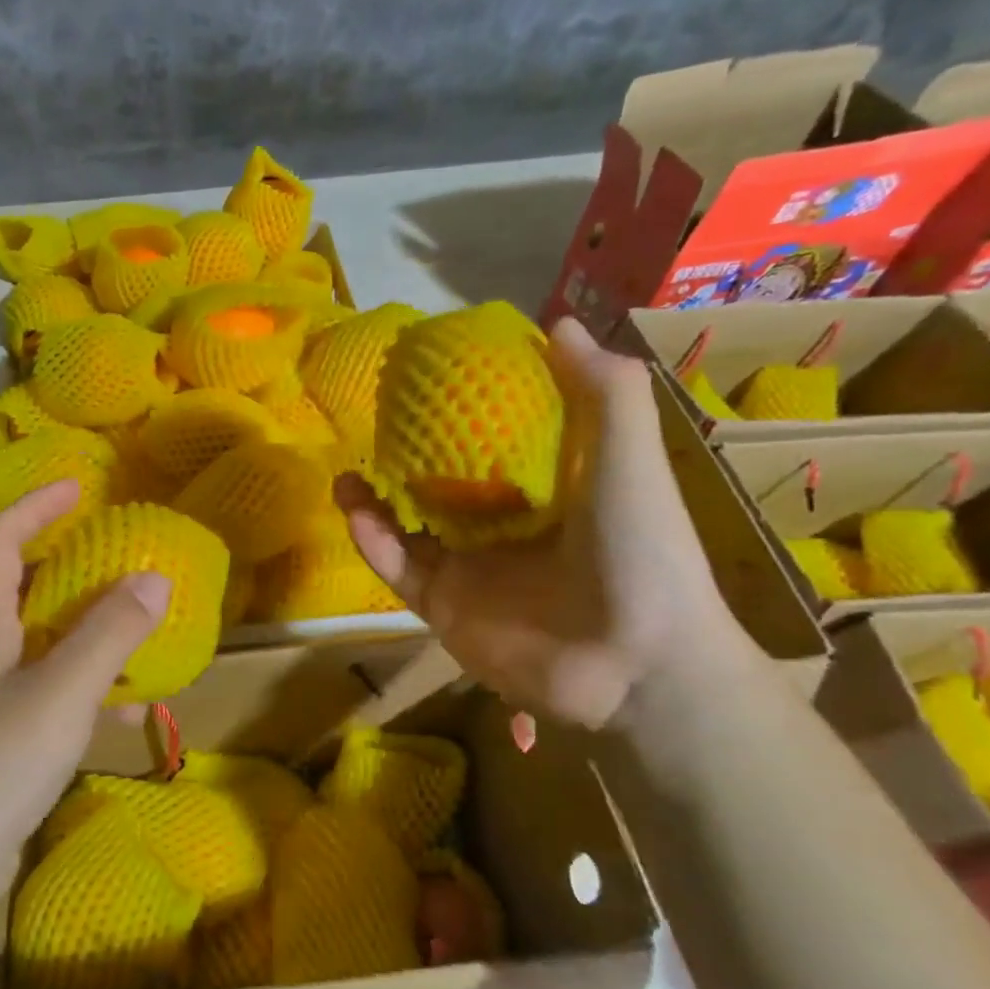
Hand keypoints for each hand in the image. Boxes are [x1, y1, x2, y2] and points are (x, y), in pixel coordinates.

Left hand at [0, 481, 170, 914]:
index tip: (77, 488)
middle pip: (19, 592)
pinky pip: (53, 699)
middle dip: (66, 566)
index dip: (32, 508)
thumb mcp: (61, 691)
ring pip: (43, 648)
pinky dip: (89, 693)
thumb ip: (109, 635)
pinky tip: (125, 715)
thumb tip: (155, 577)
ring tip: (136, 630)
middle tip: (116, 556)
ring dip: (86, 633)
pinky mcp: (2, 747)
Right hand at [338, 317, 740, 729]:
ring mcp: (471, 571)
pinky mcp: (444, 607)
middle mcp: (505, 529)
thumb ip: (603, 393)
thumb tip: (560, 324)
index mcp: (550, 493)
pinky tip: (355, 512)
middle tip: (374, 429)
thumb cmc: (641, 552)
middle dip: (405, 460)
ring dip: (374, 502)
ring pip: (408, 528)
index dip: (466, 413)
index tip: (434, 382)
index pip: (499, 446)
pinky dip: (373, 541)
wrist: (636, 664)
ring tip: (348, 472)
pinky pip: (399, 568)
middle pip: (442, 488)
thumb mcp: (629, 461)